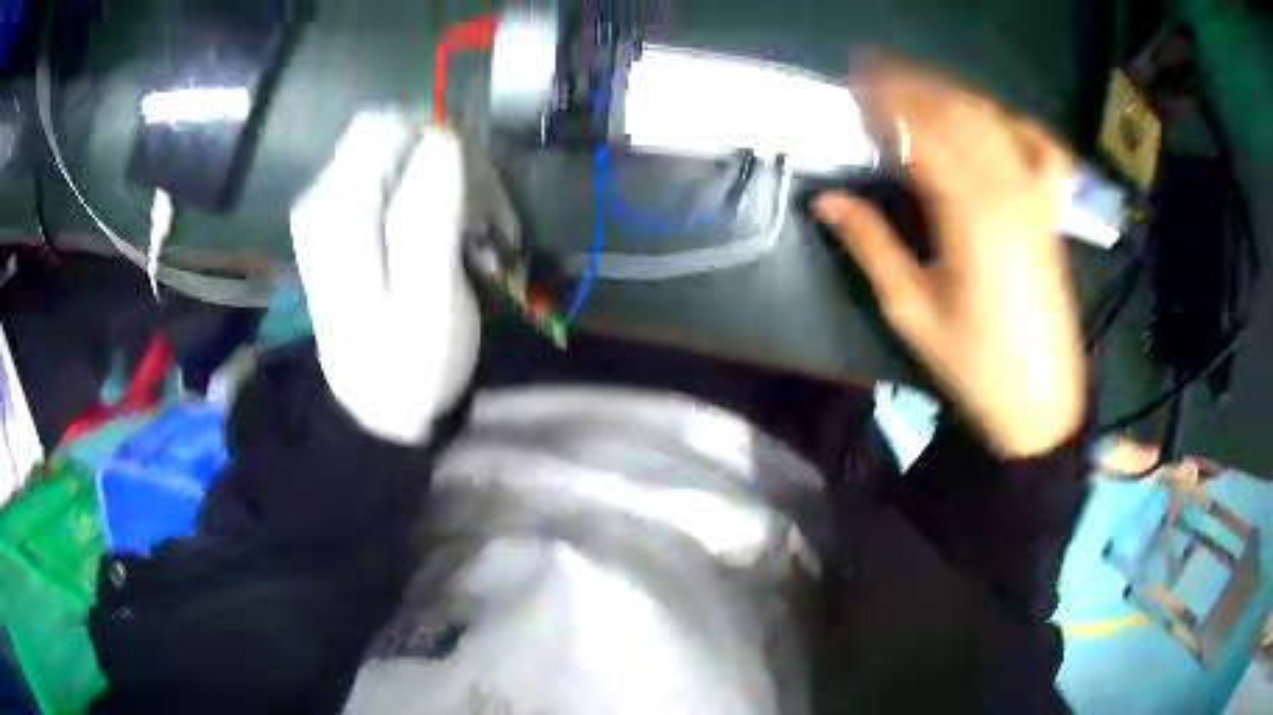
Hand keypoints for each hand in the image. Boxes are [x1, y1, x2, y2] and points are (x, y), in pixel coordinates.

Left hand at [290, 113, 479, 444]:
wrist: (379, 414)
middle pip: (393, 135)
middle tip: (477, 219)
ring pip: (396, 154)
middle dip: (445, 163)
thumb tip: (441, 137)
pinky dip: (427, 197)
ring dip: (442, 182)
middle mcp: (325, 198)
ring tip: (468, 236)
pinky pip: (391, 179)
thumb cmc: (411, 366)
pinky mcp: (343, 222)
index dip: (441, 144)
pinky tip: (445, 237)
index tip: (473, 194)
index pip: (390, 126)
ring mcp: (331, 209)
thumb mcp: (428, 302)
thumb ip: (429, 216)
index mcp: (339, 211)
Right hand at [815, 54, 1084, 456]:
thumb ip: (872, 245)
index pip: (923, 134)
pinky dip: (1010, 120)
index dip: (887, 102)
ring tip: (915, 83)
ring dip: (950, 94)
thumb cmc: (975, 364)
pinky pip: (1037, 146)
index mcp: (970, 218)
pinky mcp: (1050, 210)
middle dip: (912, 85)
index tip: (855, 84)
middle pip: (956, 115)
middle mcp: (1008, 193)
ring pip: (991, 122)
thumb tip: (827, 200)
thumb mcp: (912, 312)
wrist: (1039, 398)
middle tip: (874, 72)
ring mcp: (1035, 198)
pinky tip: (990, 113)